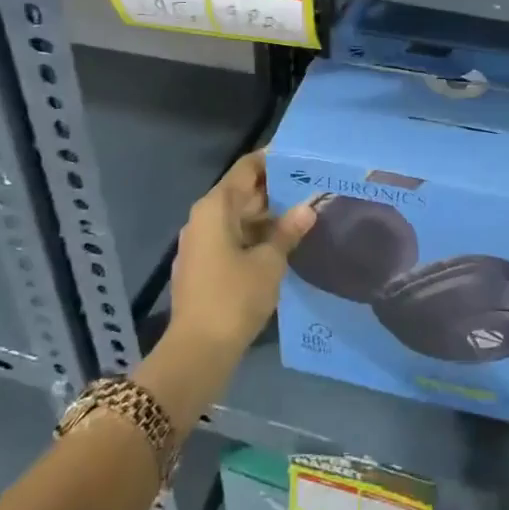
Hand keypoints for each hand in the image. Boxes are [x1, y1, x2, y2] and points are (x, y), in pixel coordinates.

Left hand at [169, 151, 315, 355]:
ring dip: (267, 215)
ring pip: (237, 217)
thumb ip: (288, 231)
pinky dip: (254, 235)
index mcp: (215, 207)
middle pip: (241, 192)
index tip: (301, 157)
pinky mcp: (201, 265)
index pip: (246, 168)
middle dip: (275, 189)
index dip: (272, 160)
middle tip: (311, 186)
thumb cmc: (234, 298)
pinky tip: (281, 243)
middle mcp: (202, 218)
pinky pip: (231, 237)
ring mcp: (199, 243)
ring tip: (303, 213)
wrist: (197, 351)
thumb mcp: (270, 262)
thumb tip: (307, 207)